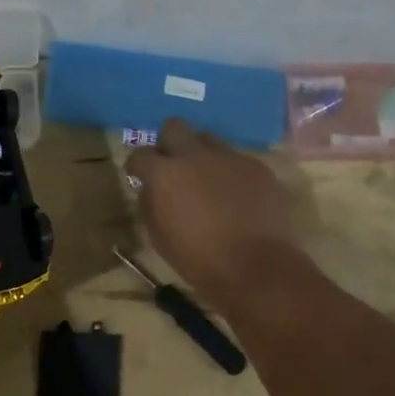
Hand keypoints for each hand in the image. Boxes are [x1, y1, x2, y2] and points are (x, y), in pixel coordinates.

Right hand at [125, 118, 302, 303]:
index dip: (137, 165)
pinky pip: (237, 160)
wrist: (257, 268)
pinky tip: (236, 196)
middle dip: (169, 143)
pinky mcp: (257, 167)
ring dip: (202, 155)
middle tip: (173, 166)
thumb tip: (149, 190)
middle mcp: (195, 156)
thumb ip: (149, 205)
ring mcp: (230, 158)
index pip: (140, 154)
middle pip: (175, 127)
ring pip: (209, 140)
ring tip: (208, 181)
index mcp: (165, 174)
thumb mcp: (159, 238)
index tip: (138, 176)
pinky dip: (230, 173)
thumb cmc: (200, 260)